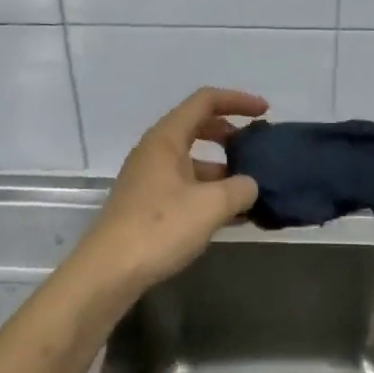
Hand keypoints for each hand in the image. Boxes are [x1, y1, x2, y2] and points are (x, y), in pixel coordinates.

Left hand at [76, 87, 267, 295]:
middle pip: (198, 126)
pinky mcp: (147, 204)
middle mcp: (155, 151)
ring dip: (222, 168)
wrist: (109, 272)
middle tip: (256, 147)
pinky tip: (231, 215)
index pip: (205, 101)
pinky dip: (209, 192)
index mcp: (167, 138)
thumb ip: (240, 188)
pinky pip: (186, 185)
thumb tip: (250, 185)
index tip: (265, 112)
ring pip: (192, 160)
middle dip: (230, 133)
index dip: (237, 100)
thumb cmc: (159, 227)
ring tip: (251, 188)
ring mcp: (149, 178)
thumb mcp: (210, 206)